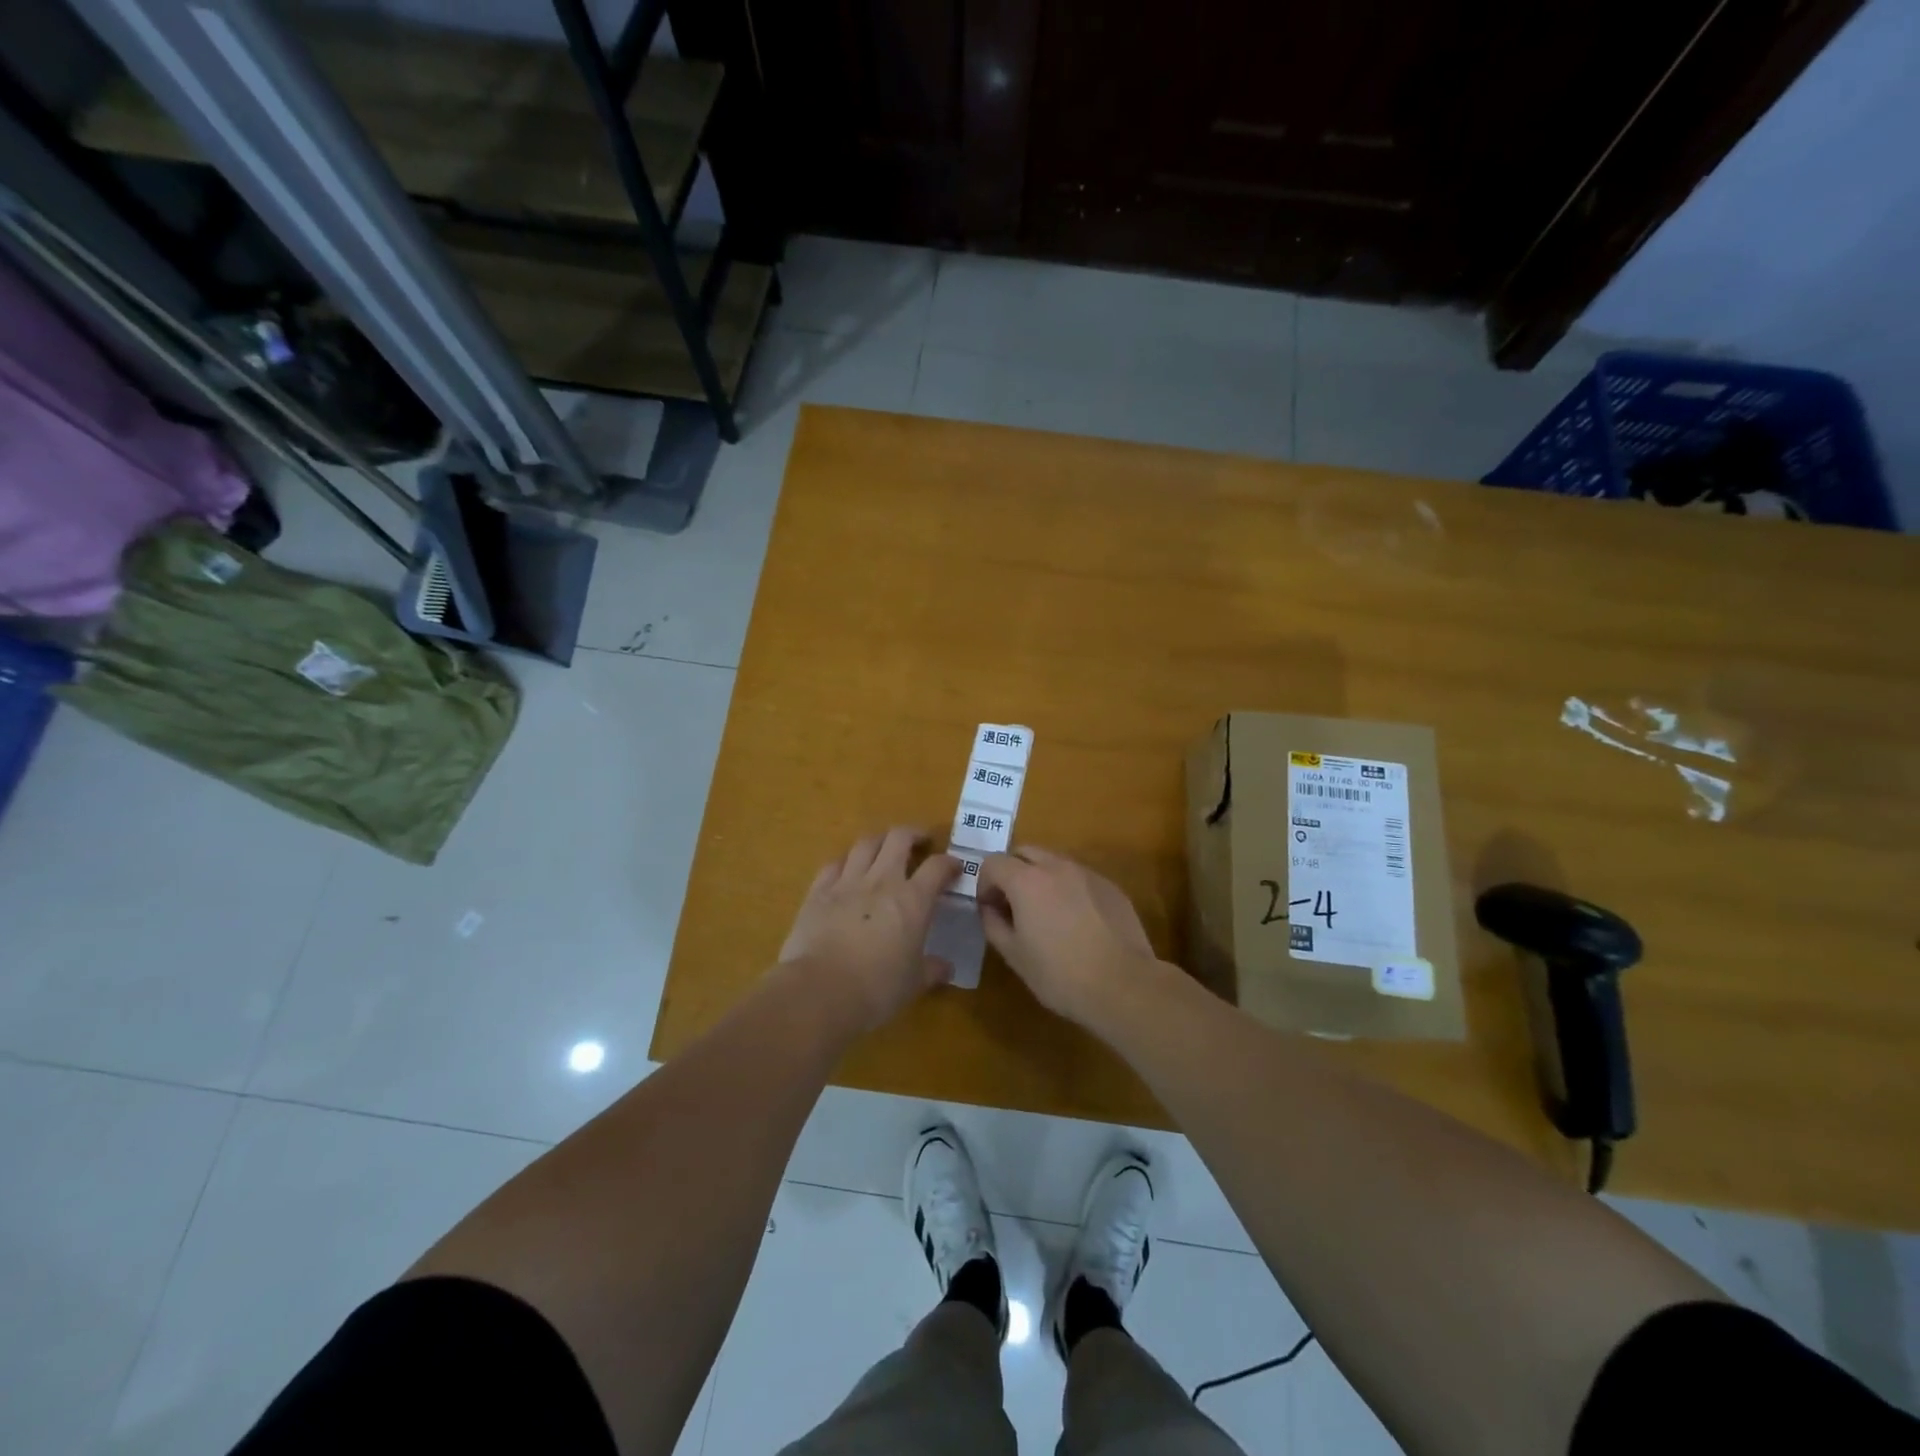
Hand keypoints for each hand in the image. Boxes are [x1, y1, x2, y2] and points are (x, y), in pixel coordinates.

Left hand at [779, 827, 959, 1032]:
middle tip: (920, 842)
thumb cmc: (877, 989)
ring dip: (879, 841)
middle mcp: (882, 881)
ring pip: (865, 844)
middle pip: (899, 838)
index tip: (954, 868)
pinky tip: (847, 870)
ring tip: (884, 849)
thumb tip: (946, 968)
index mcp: (913, 901)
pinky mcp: (818, 892)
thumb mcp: (913, 984)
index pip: (937, 867)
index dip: (949, 863)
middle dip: (913, 834)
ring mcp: (847, 883)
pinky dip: (845, 862)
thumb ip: (931, 970)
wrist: (821, 990)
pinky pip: (833, 864)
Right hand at [975, 847, 1163, 1023]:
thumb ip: (993, 923)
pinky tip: (1078, 923)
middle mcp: (1057, 866)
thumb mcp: (1014, 955)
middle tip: (1014, 906)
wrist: (1123, 985)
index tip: (990, 909)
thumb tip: (990, 908)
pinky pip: (1080, 878)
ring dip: (1041, 878)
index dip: (985, 884)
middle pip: (1025, 852)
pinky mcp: (1111, 887)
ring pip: (1054, 862)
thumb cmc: (1060, 974)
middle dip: (1012, 872)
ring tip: (1047, 914)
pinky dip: (1069, 889)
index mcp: (1027, 880)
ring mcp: (1088, 874)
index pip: (993, 863)